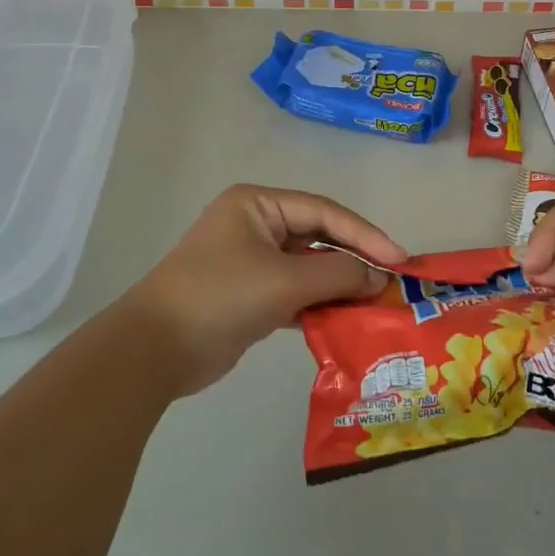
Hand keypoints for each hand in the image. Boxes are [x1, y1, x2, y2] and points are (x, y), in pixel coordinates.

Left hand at [119, 184, 405, 396]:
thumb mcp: (285, 281)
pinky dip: (317, 305)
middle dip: (353, 260)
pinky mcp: (249, 295)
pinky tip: (345, 320)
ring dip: (338, 286)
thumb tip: (378, 277)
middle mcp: (255, 225)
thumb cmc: (221, 297)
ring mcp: (250, 261)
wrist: (154, 350)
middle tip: (391, 282)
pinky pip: (294, 292)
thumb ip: (338, 274)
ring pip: (307, 268)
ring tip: (375, 304)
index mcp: (258, 205)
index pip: (324, 212)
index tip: (400, 259)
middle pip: (318, 237)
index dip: (365, 235)